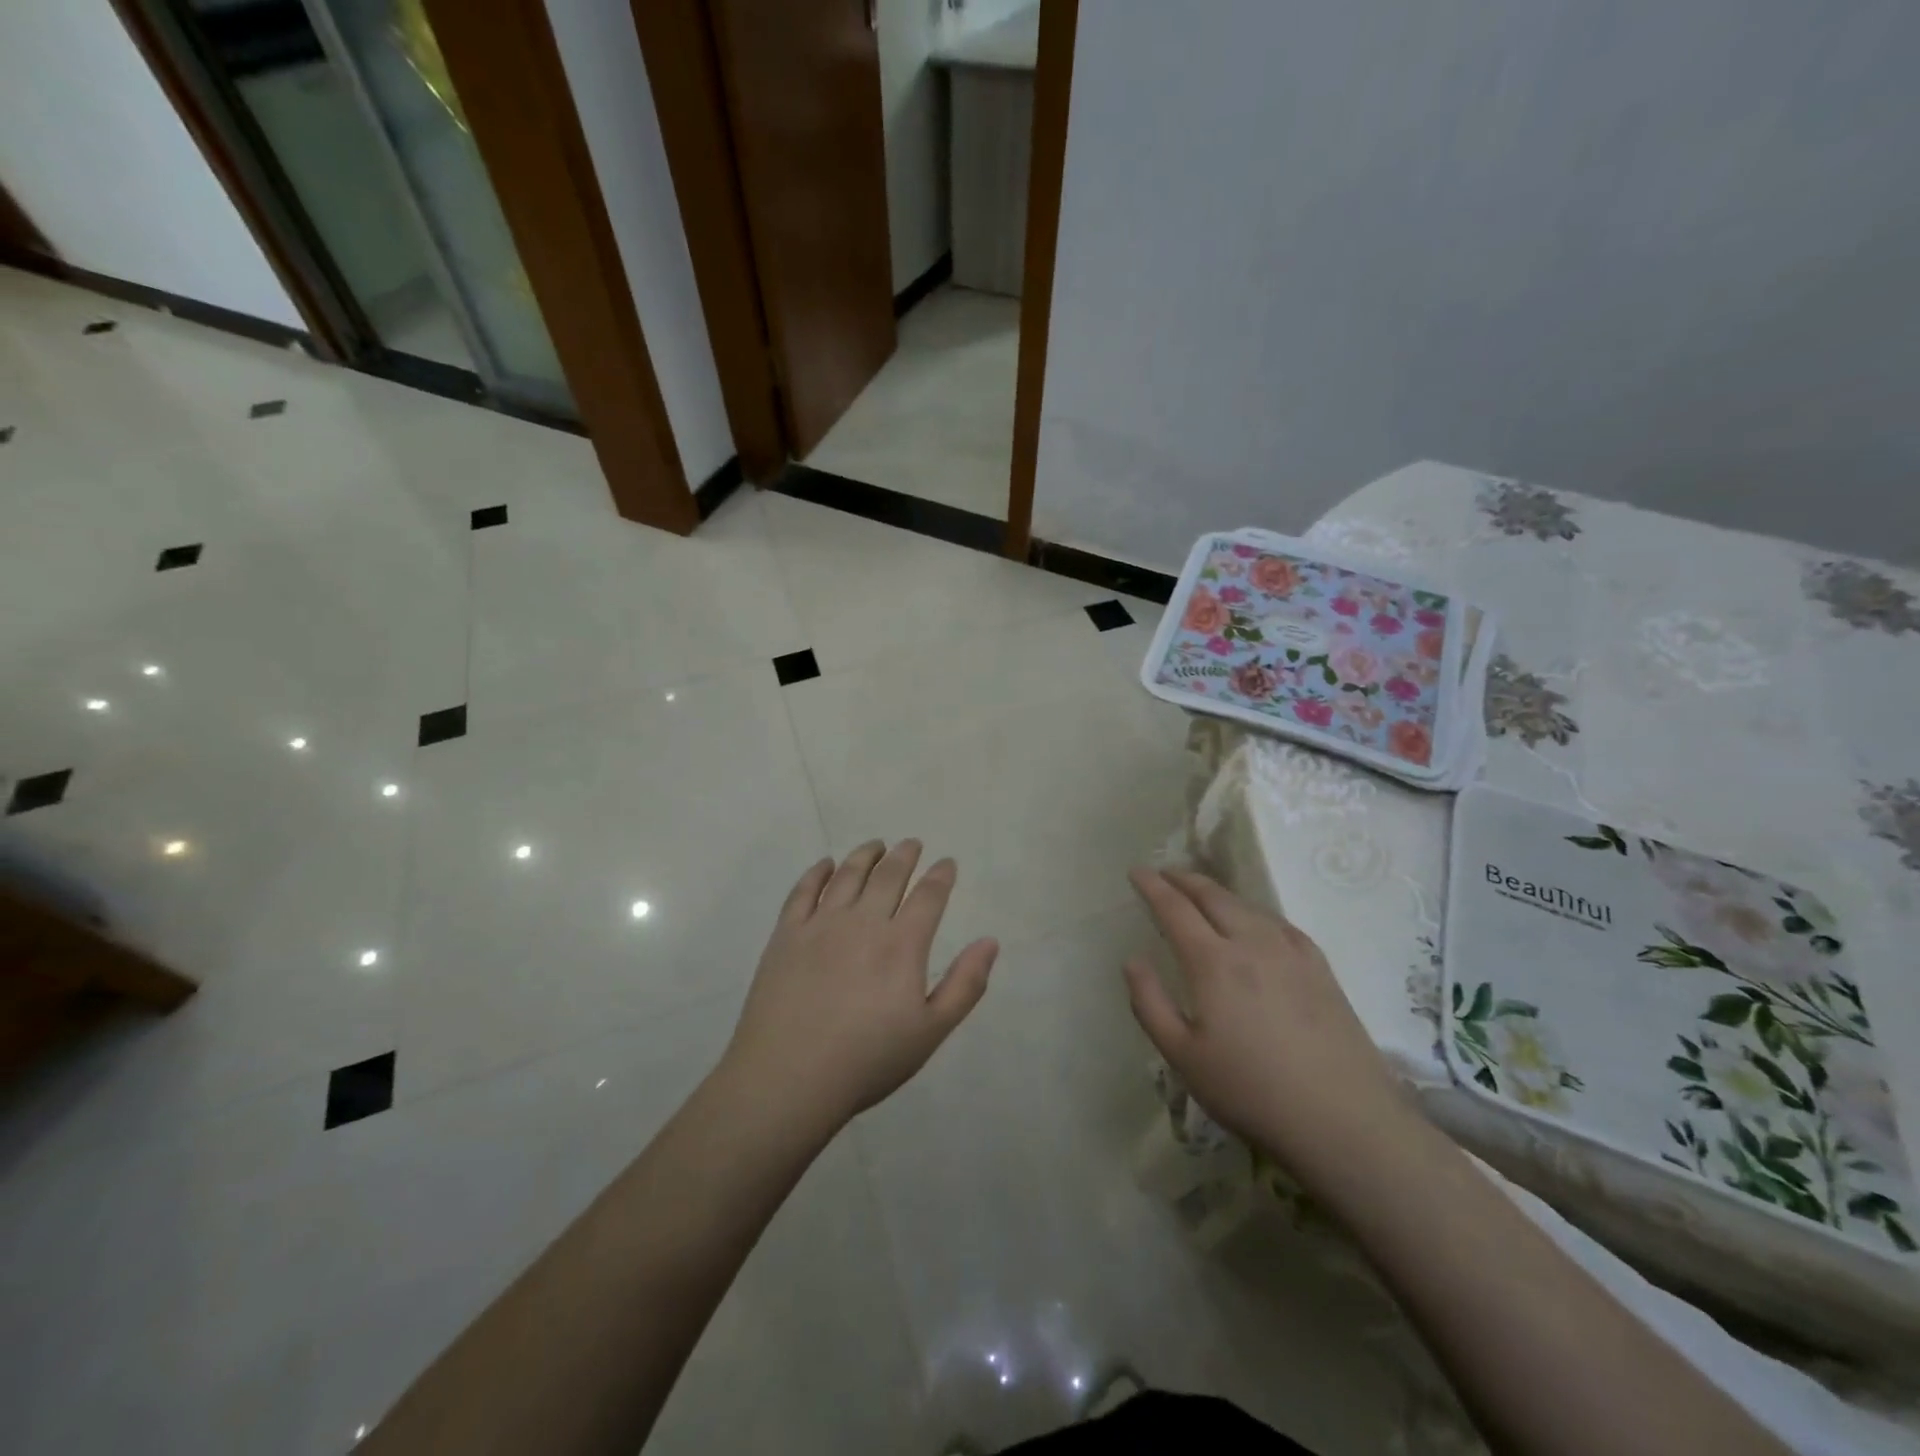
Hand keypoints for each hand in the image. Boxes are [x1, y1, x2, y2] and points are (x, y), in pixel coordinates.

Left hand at [720, 840, 998, 1130]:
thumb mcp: (931, 1031)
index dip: (941, 875)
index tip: (947, 862)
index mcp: (902, 945)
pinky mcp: (786, 935)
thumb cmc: (867, 1060)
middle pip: (888, 876)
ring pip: (848, 875)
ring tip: (876, 845)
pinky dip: (818, 872)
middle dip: (904, 856)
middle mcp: (863, 922)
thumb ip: (965, 984)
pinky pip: (803, 891)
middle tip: (912, 843)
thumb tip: (990, 941)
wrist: (788, 1078)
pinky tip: (826, 865)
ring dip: (866, 855)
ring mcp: (820, 925)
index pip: (928, 896)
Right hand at [1124, 867, 1415, 1188]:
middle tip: (1165, 873)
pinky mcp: (1320, 968)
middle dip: (1184, 879)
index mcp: (1212, 962)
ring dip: (1217, 892)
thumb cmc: (1250, 1091)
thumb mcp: (1182, 1056)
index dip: (1152, 886)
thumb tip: (1132, 960)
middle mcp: (1250, 943)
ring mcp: (1291, 952)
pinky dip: (1254, 911)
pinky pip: (1279, 923)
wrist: (1343, 1120)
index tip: (1136, 871)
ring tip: (1202, 892)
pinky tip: (1255, 922)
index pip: (1174, 908)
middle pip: (1212, 896)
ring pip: (1247, 905)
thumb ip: (1150, 1003)